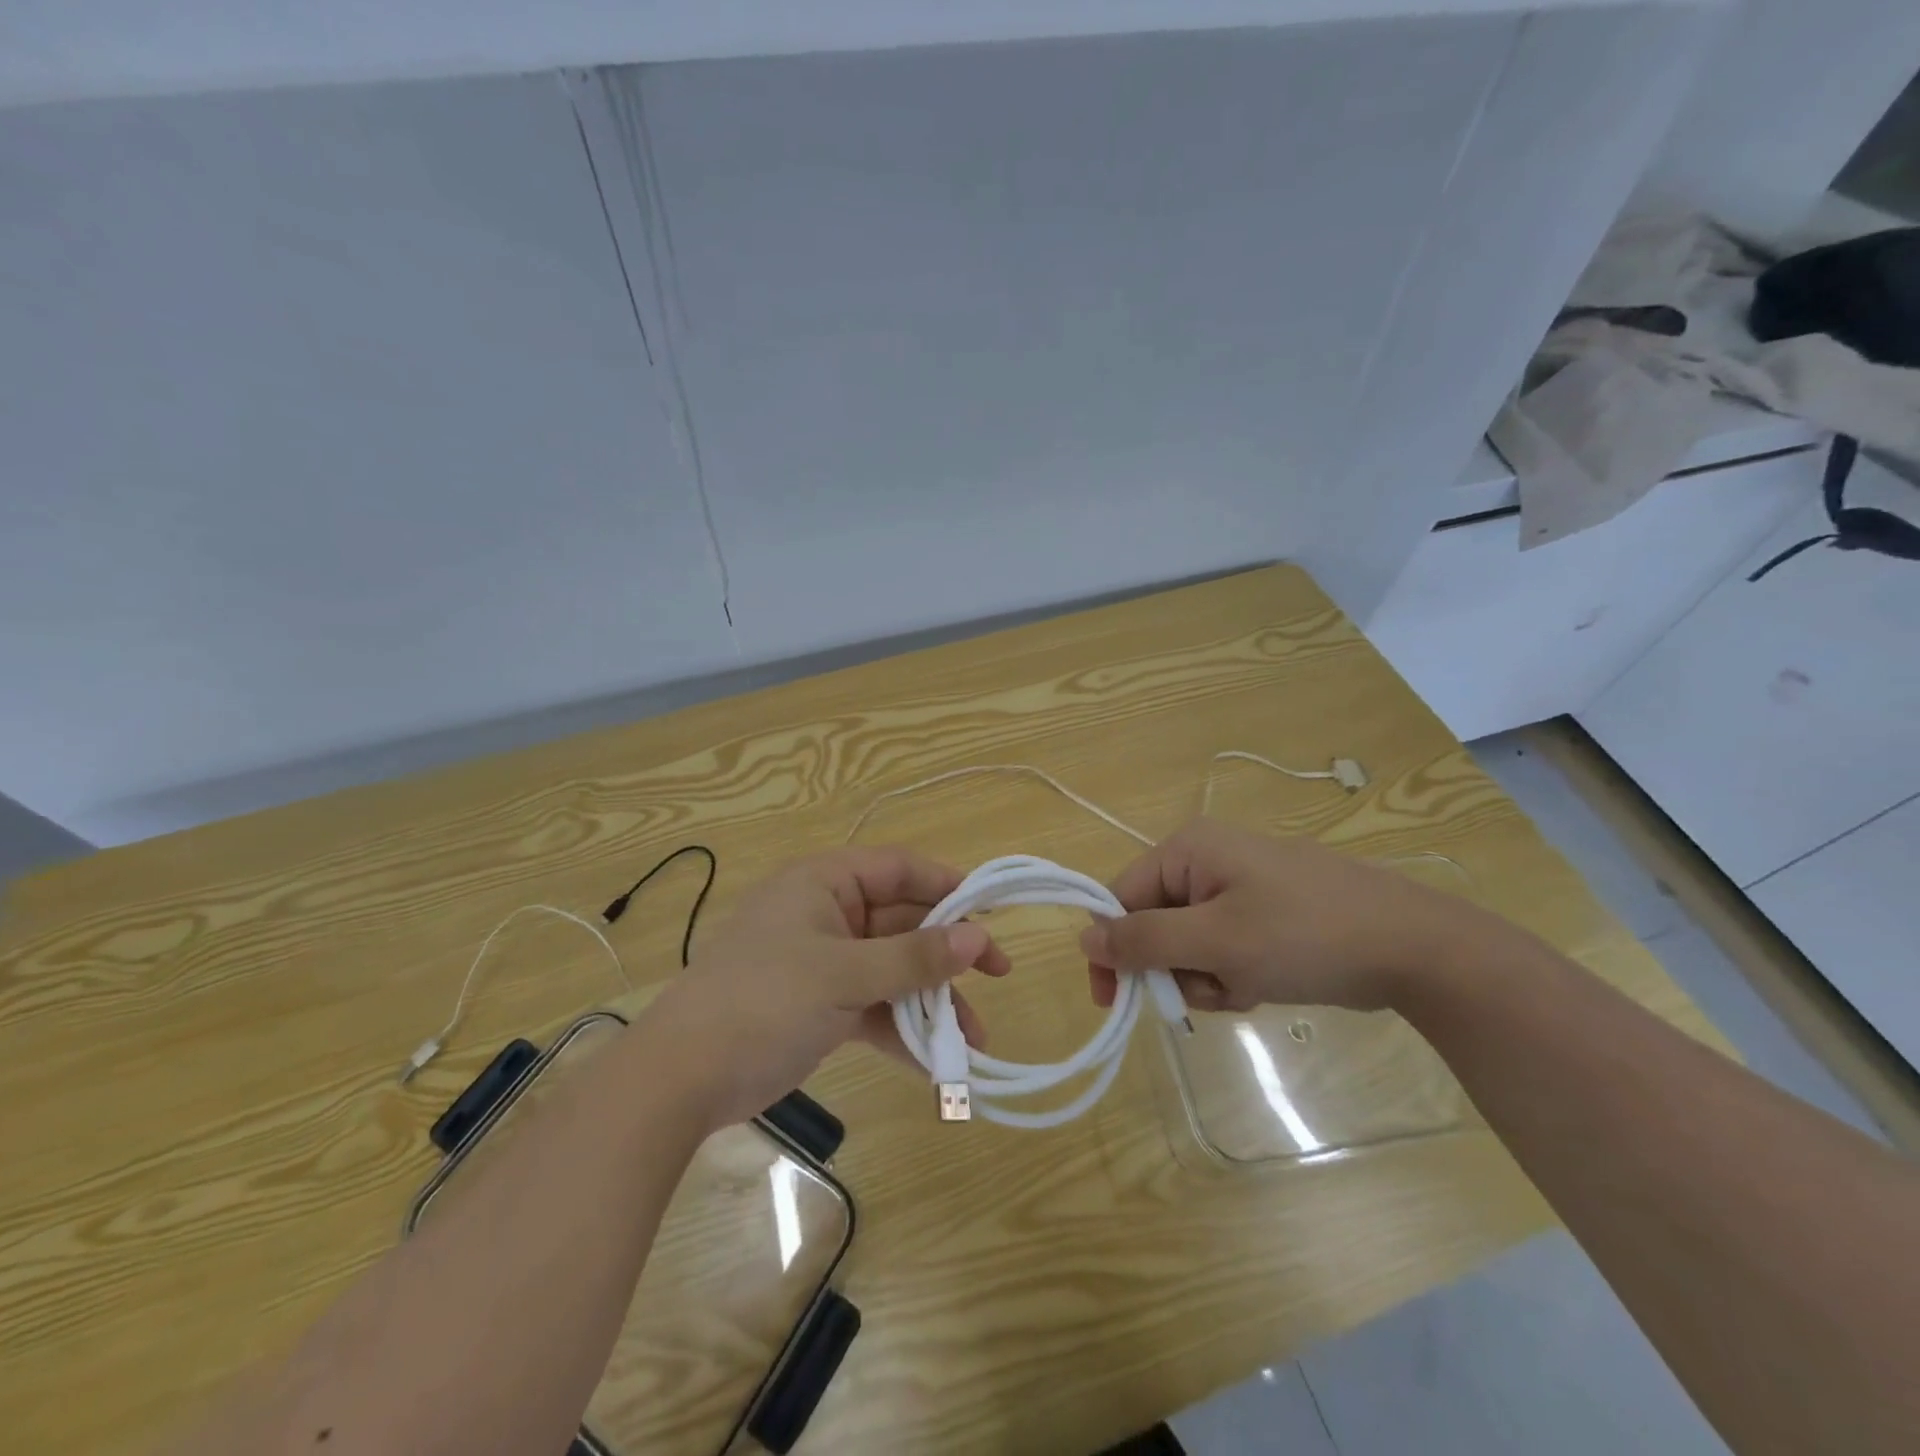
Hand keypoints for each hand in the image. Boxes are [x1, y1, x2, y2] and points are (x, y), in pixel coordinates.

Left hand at [640, 846, 1008, 1127]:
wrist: (681, 1078)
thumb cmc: (764, 1002)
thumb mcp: (845, 975)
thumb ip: (914, 957)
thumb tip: (979, 938)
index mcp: (825, 883)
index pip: (900, 869)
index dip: (948, 887)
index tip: (991, 913)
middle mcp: (828, 914)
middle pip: (903, 922)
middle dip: (947, 955)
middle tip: (998, 978)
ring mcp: (825, 962)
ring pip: (893, 969)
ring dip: (931, 1001)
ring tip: (973, 1040)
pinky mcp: (821, 1005)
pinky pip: (874, 1007)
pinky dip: (901, 1030)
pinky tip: (934, 1065)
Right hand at [1079, 817, 1490, 1014]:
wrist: (1414, 948)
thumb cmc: (1305, 935)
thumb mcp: (1215, 941)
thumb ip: (1144, 941)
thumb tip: (1083, 939)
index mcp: (1187, 850)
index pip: (1120, 896)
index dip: (1115, 949)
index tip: (1117, 1003)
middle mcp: (1206, 860)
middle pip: (1154, 922)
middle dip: (1175, 968)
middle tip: (1213, 989)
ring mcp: (1238, 886)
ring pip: (1188, 943)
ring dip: (1206, 976)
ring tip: (1247, 987)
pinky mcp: (1264, 912)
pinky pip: (1221, 947)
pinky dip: (1232, 974)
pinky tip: (1264, 984)